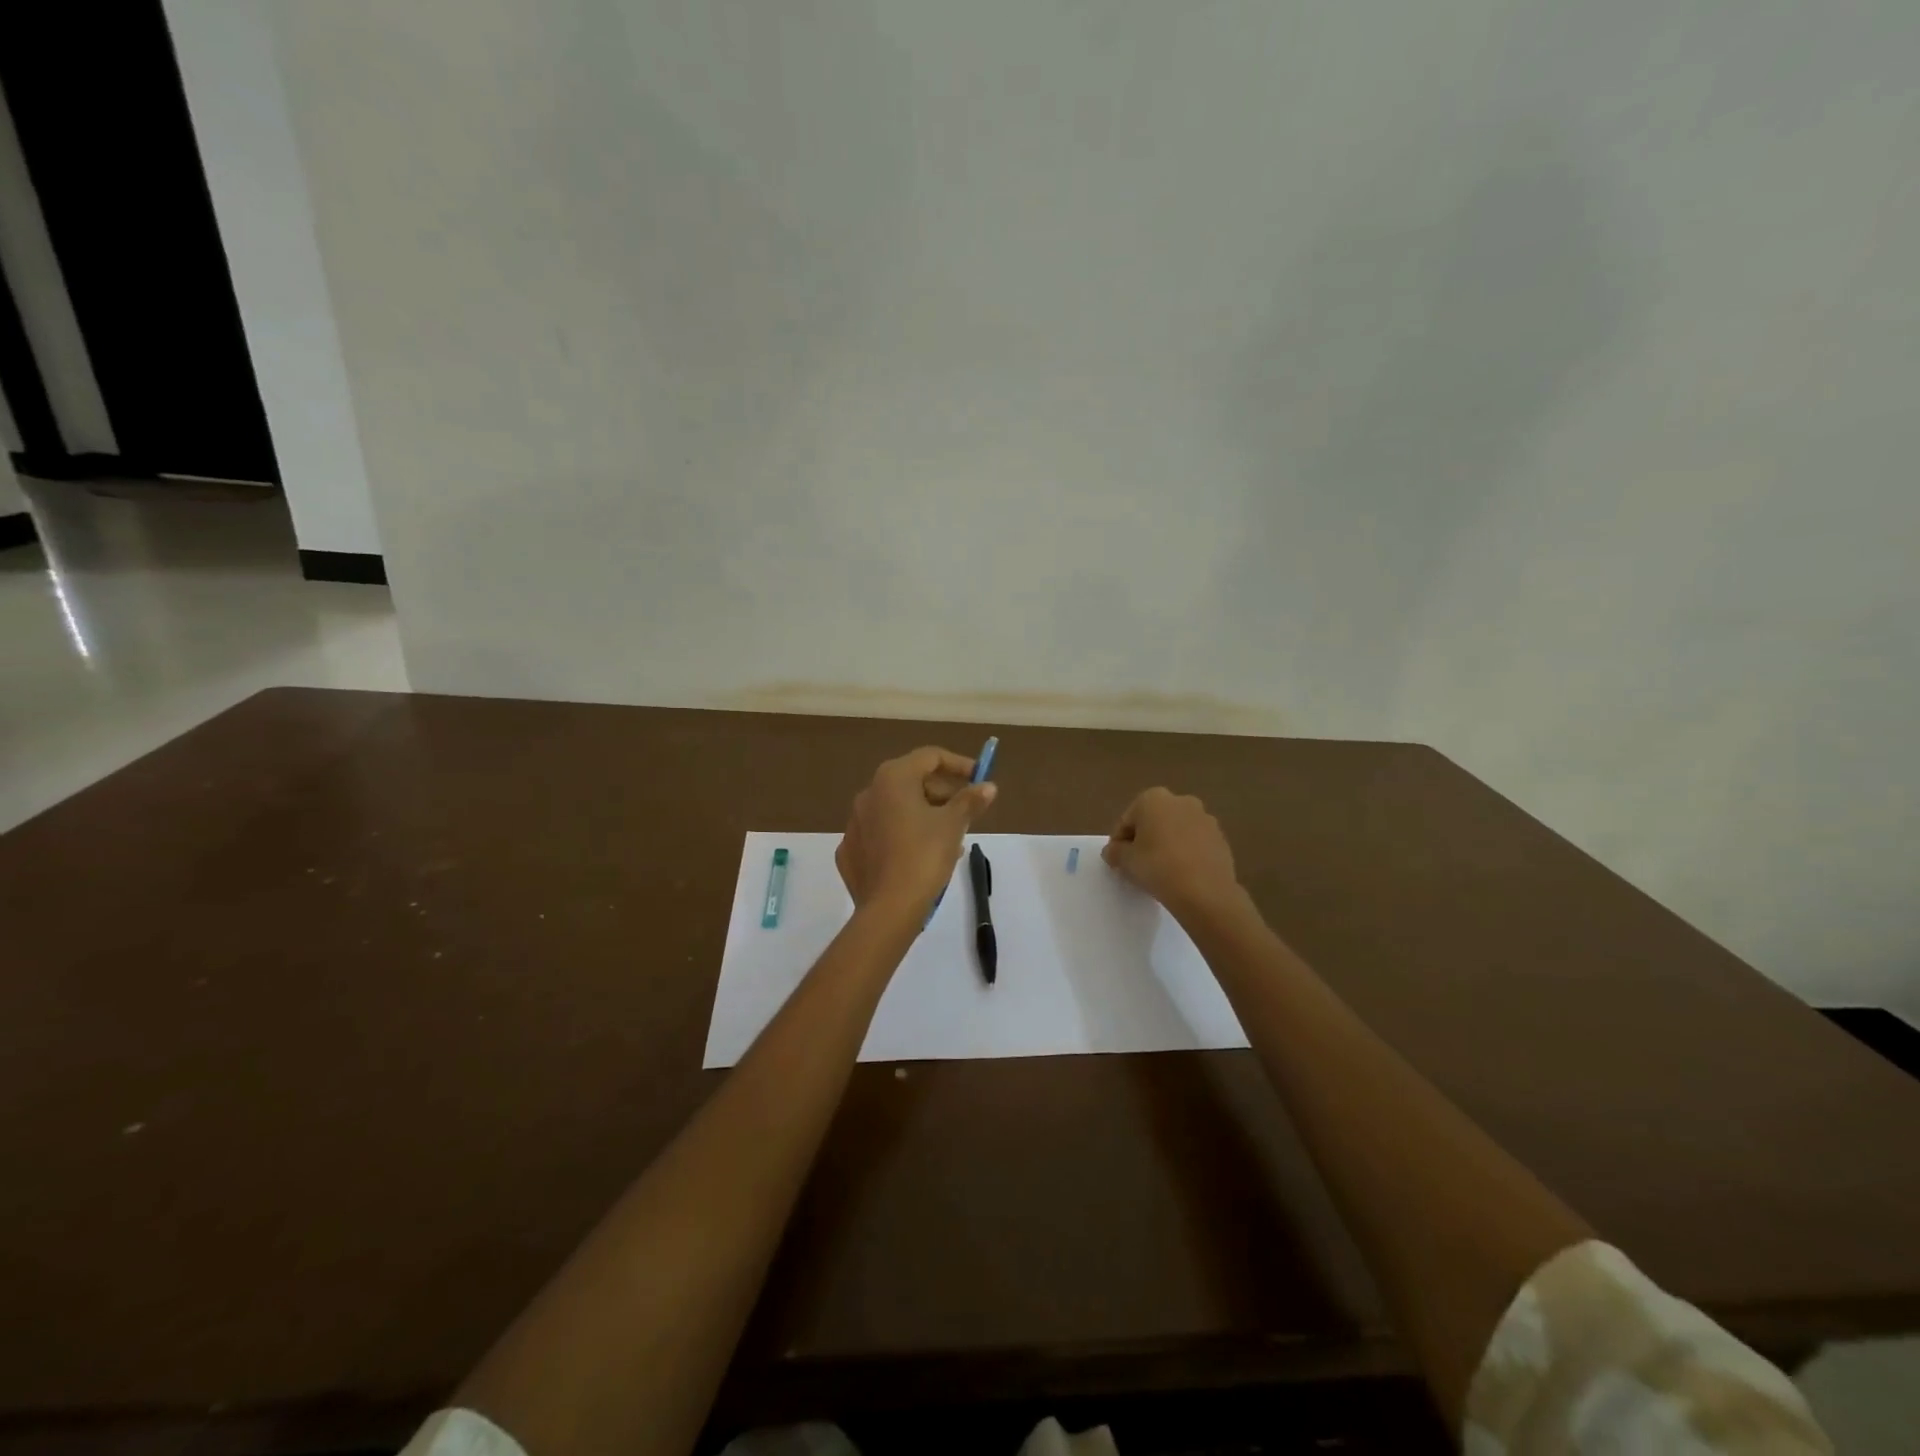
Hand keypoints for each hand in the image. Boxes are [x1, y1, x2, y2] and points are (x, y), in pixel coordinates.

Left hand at [836, 747, 997, 914]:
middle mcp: (868, 793)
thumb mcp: (953, 825)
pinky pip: (882, 835)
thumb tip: (988, 786)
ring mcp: (855, 823)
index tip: (979, 778)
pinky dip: (902, 837)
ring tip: (950, 840)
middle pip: (912, 782)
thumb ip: (970, 800)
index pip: (930, 757)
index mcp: (892, 779)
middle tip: (967, 813)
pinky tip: (919, 857)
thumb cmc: (924, 856)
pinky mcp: (850, 851)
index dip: (959, 765)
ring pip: (897, 809)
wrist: (888, 909)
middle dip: (943, 794)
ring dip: (924, 816)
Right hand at [1103, 788, 1239, 919]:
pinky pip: (1195, 844)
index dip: (1119, 842)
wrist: (1205, 892)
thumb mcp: (1125, 861)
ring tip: (1161, 872)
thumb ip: (1115, 852)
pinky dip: (1186, 854)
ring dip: (1166, 846)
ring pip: (1176, 832)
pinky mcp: (1221, 838)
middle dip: (1145, 839)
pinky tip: (1181, 875)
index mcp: (1153, 798)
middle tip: (1138, 865)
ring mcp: (1205, 818)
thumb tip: (1113, 851)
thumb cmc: (1158, 867)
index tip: (1117, 862)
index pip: (1127, 820)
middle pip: (1153, 821)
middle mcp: (1181, 801)